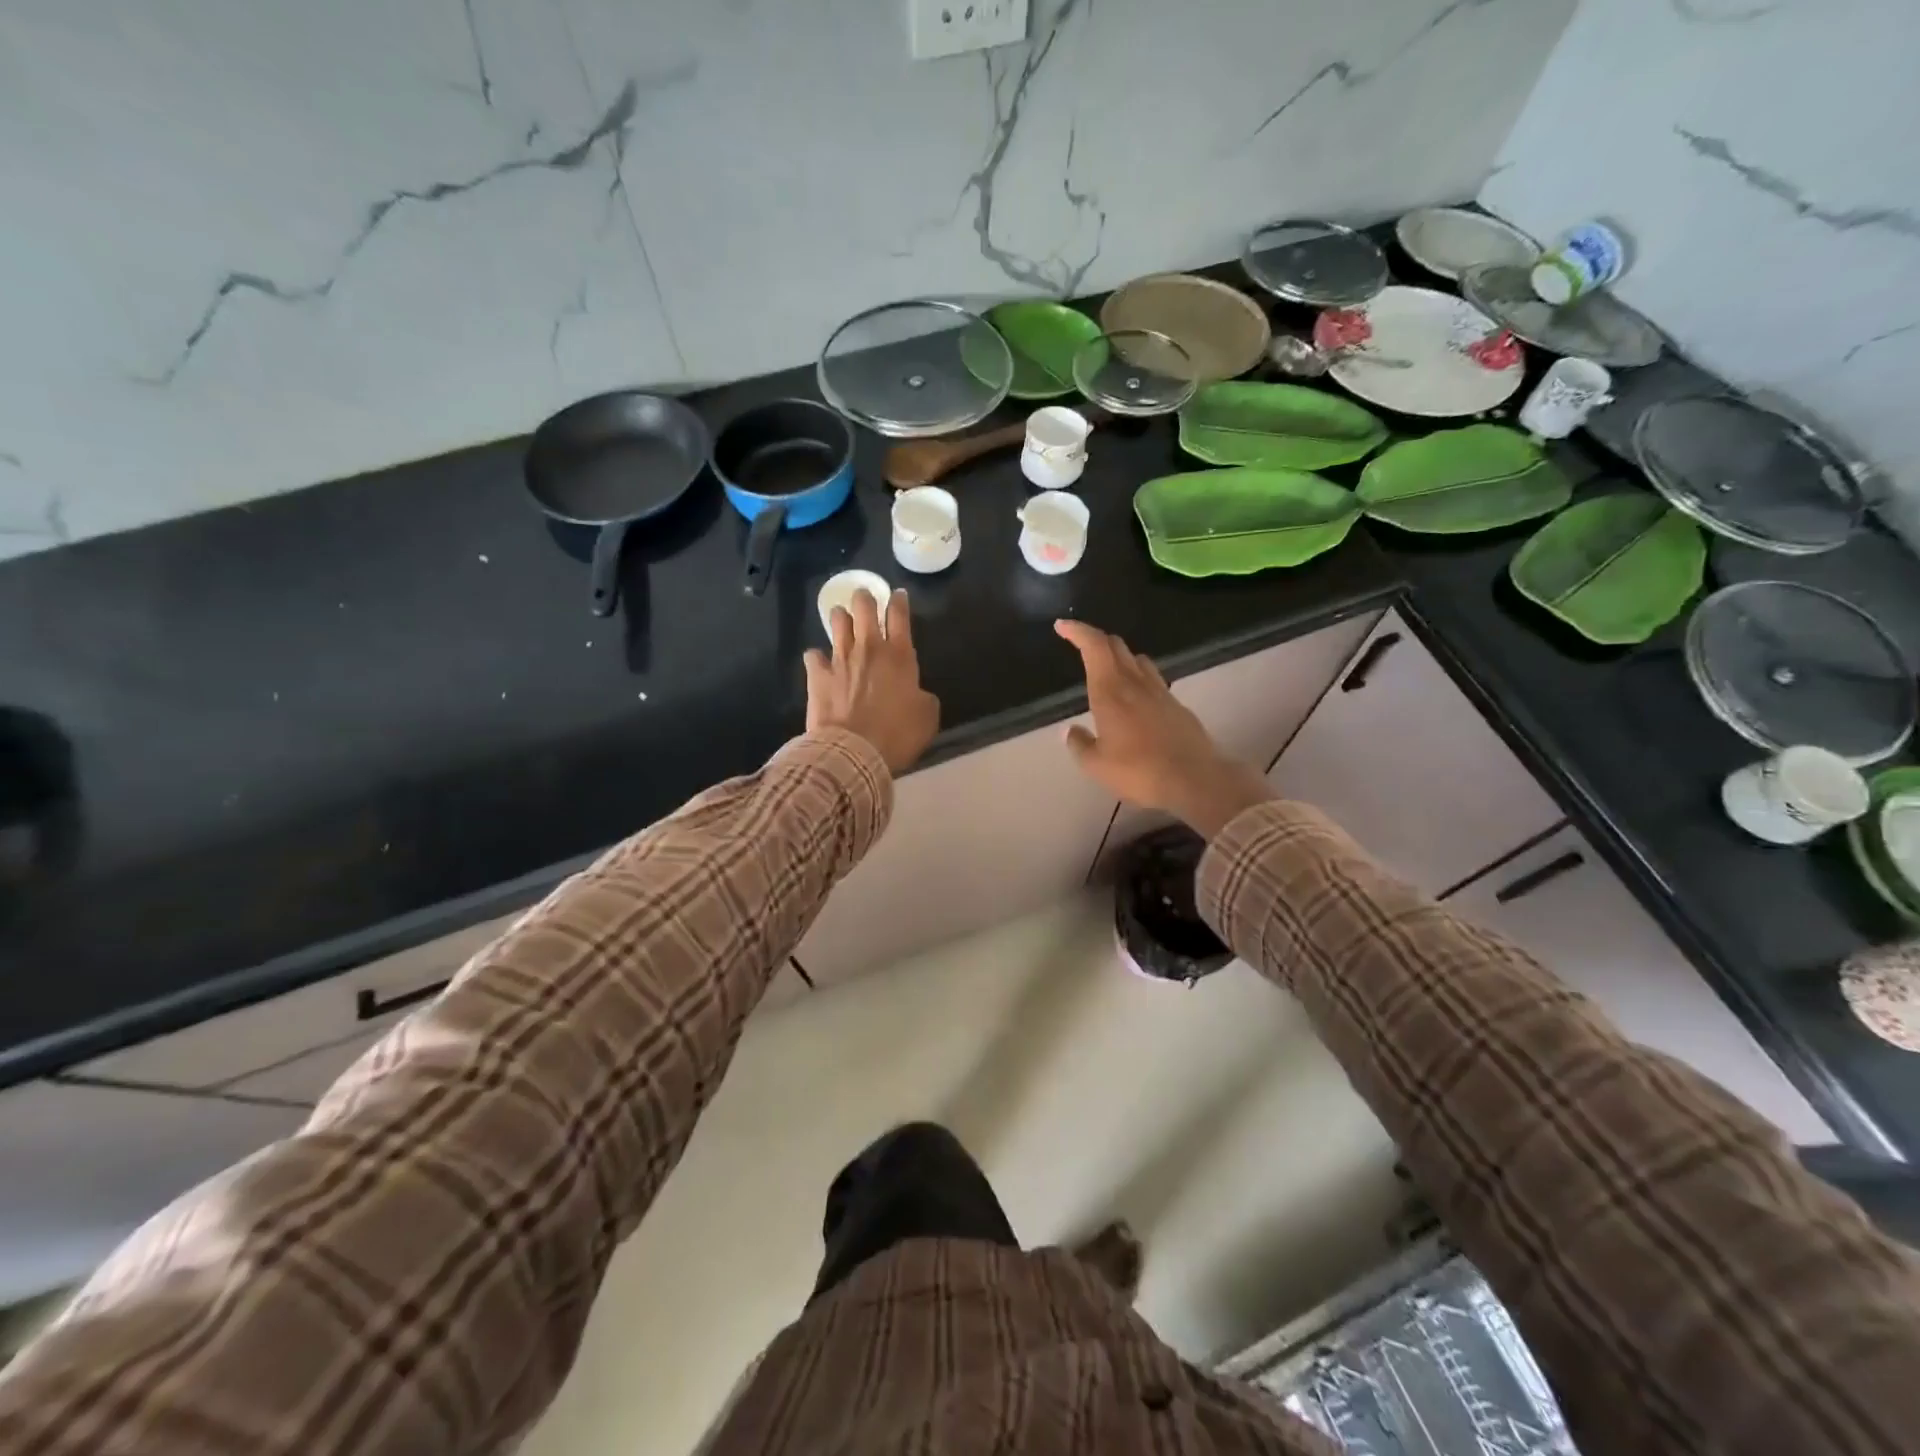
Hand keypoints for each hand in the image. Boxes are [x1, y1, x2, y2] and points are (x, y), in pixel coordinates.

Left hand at [806, 590, 939, 774]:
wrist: (855, 752)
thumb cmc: (897, 734)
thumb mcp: (927, 716)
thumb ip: (923, 697)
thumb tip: (916, 693)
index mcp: (900, 655)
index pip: (899, 615)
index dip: (899, 601)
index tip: (899, 595)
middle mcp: (869, 648)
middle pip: (864, 607)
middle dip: (865, 598)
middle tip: (865, 599)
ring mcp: (840, 659)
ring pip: (837, 622)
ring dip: (840, 617)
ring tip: (841, 618)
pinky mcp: (817, 675)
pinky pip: (813, 655)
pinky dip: (816, 657)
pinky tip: (818, 661)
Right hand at [1054, 619, 1272, 838]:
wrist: (1195, 779)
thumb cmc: (1139, 771)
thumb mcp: (1097, 765)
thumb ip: (1079, 745)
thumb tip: (1070, 731)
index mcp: (1110, 690)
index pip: (1094, 646)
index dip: (1077, 631)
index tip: (1062, 626)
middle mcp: (1135, 682)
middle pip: (1116, 646)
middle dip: (1096, 640)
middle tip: (1081, 646)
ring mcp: (1160, 691)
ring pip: (1137, 659)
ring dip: (1120, 656)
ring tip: (1108, 670)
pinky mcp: (1176, 705)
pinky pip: (1153, 679)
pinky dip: (1138, 677)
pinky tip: (1135, 698)